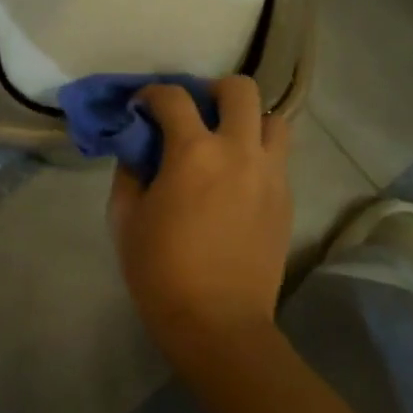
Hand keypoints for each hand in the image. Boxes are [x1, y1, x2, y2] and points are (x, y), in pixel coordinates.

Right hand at [109, 77, 293, 359]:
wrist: (218, 322)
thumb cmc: (161, 272)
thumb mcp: (126, 219)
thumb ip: (130, 174)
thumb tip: (139, 152)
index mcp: (193, 152)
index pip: (173, 98)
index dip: (152, 94)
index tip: (141, 106)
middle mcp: (239, 151)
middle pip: (241, 89)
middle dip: (212, 91)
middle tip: (194, 113)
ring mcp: (270, 175)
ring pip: (274, 120)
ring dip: (247, 120)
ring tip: (226, 142)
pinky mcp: (286, 199)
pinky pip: (278, 158)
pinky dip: (258, 154)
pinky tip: (237, 179)